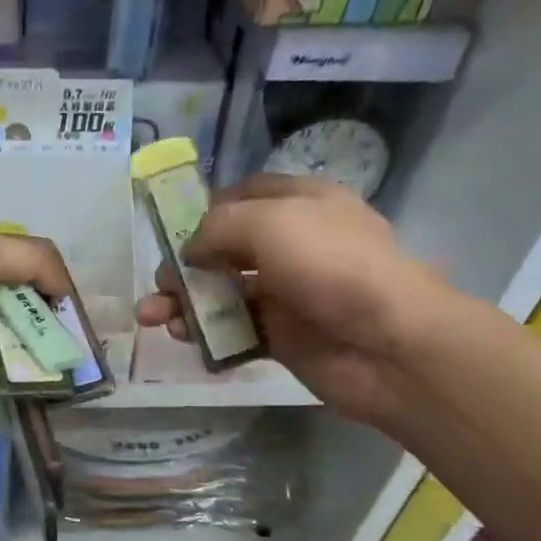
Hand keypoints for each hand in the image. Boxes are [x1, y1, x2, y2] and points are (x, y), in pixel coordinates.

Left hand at [0, 223, 73, 409]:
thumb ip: (37, 260)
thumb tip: (68, 292)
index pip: (0, 261)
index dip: (34, 275)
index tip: (63, 293)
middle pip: (7, 304)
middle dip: (42, 315)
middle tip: (80, 331)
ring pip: (8, 341)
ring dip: (41, 348)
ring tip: (80, 358)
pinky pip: (1, 376)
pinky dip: (28, 380)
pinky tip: (59, 382)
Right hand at [135, 174, 451, 422]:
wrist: (388, 345)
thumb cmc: (332, 266)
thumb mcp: (270, 222)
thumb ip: (218, 226)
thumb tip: (190, 251)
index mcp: (301, 204)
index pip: (244, 195)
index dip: (206, 208)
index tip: (171, 229)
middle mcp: (293, 244)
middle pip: (225, 247)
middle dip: (185, 263)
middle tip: (160, 283)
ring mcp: (287, 292)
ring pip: (223, 291)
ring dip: (184, 301)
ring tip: (152, 316)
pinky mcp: (282, 335)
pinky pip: (233, 329)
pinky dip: (205, 332)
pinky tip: (181, 336)